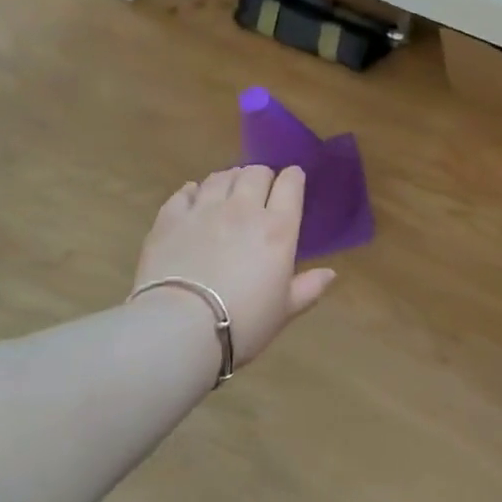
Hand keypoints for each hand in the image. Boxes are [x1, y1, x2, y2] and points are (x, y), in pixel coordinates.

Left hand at [134, 166, 336, 365]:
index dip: (293, 178)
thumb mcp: (284, 310)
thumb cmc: (243, 323)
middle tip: (260, 193)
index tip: (292, 183)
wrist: (179, 329)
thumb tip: (331, 274)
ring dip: (229, 180)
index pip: (290, 183)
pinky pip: (184, 192)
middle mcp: (243, 209)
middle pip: (255, 172)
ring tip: (228, 192)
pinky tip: (194, 199)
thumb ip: (309, 288)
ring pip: (220, 176)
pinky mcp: (170, 219)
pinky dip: (193, 192)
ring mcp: (204, 210)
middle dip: (261, 177)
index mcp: (278, 228)